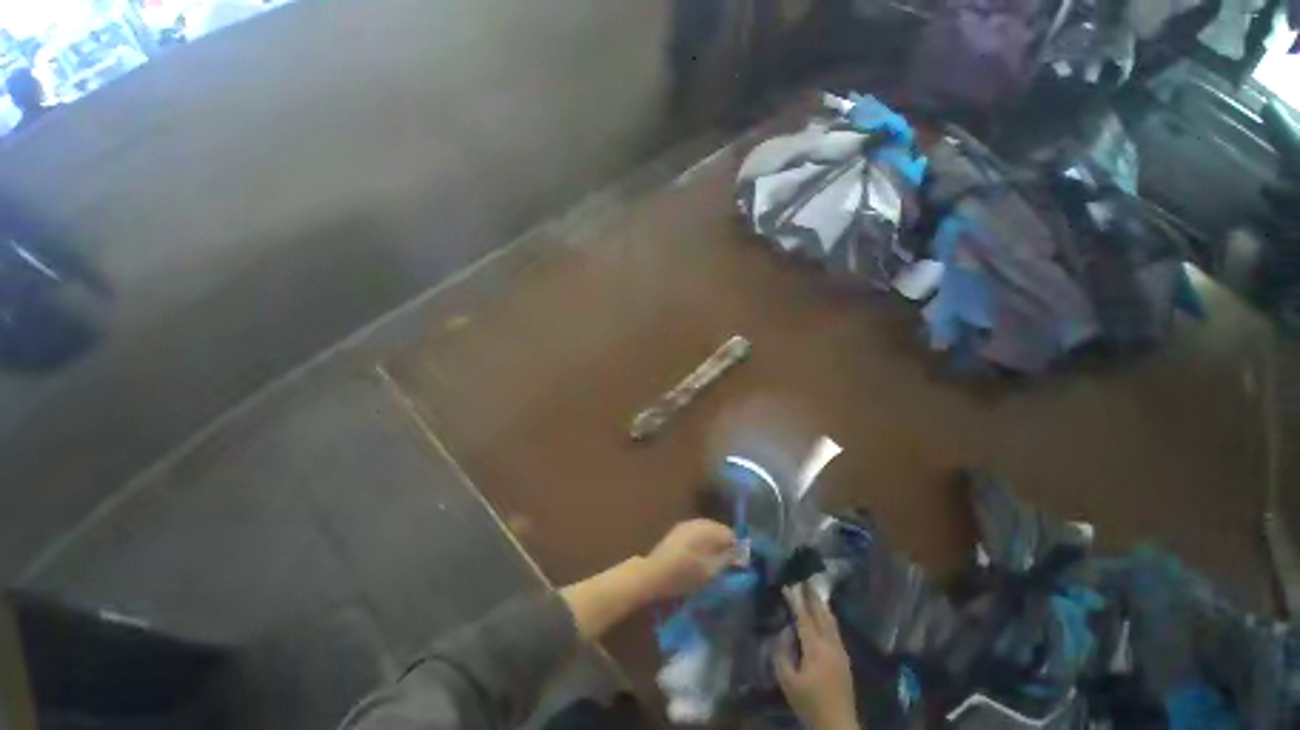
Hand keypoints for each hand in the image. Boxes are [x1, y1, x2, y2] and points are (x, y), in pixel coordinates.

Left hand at [640, 519, 735, 600]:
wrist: (653, 573)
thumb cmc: (683, 575)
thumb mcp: (710, 572)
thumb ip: (727, 559)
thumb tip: (739, 553)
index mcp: (707, 529)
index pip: (730, 534)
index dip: (735, 549)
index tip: (735, 565)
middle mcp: (698, 522)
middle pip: (718, 530)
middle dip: (724, 544)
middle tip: (724, 565)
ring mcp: (687, 524)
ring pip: (708, 530)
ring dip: (713, 543)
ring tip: (711, 563)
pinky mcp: (678, 530)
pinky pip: (697, 532)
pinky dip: (702, 542)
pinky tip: (698, 557)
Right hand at [775, 585, 859, 729]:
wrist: (837, 724)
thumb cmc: (809, 703)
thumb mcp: (787, 680)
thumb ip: (782, 653)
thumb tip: (784, 632)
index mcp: (815, 648)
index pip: (804, 617)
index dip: (795, 599)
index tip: (787, 584)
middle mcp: (830, 644)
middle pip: (821, 614)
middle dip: (812, 596)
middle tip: (803, 579)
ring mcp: (840, 650)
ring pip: (831, 621)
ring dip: (821, 605)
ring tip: (813, 591)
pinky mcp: (845, 658)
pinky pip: (835, 629)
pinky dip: (828, 616)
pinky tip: (824, 615)